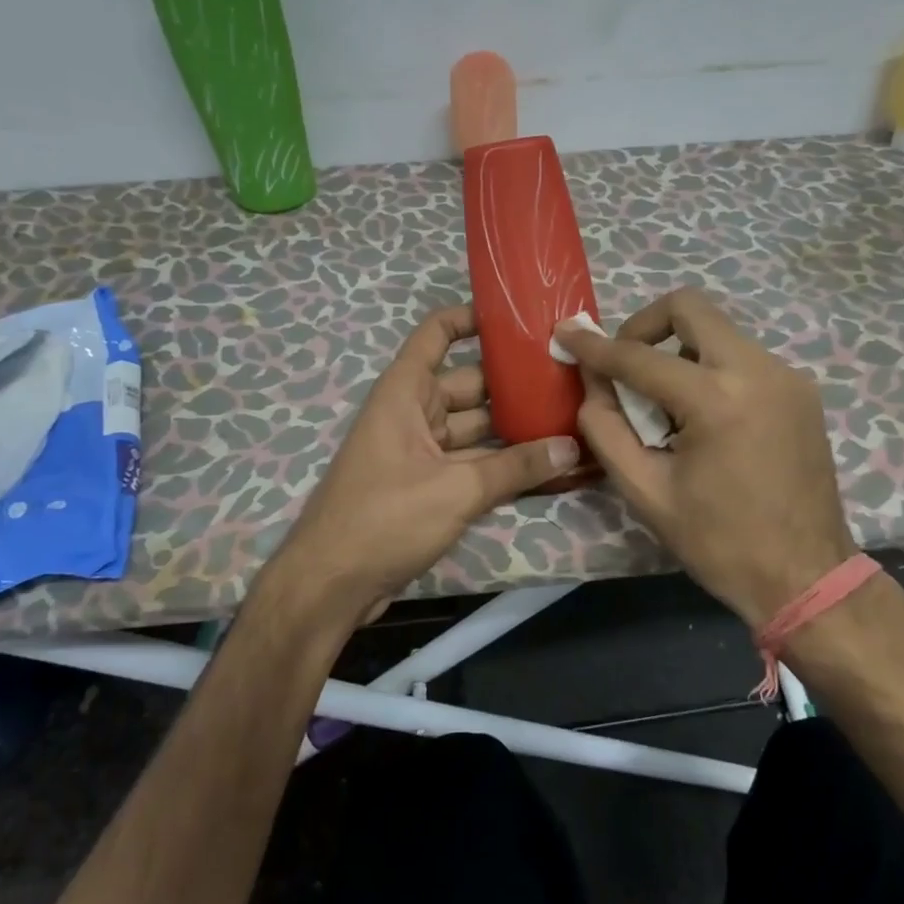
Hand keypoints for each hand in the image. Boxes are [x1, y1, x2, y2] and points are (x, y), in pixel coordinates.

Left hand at [268, 304, 580, 623]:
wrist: (330, 586)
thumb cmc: (384, 517)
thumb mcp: (456, 489)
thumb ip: (516, 467)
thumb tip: (572, 447)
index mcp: (406, 392)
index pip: (437, 333)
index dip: (472, 318)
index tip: (519, 318)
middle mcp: (414, 412)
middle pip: (471, 384)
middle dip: (515, 383)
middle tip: (570, 379)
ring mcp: (422, 451)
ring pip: (477, 428)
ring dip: (516, 430)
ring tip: (572, 422)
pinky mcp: (429, 486)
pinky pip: (473, 464)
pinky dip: (504, 466)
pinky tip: (548, 468)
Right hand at [554, 288, 853, 628]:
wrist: (806, 577)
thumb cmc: (719, 542)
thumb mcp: (646, 491)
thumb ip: (606, 428)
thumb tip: (591, 381)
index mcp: (717, 401)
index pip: (640, 357)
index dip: (595, 345)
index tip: (566, 333)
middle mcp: (758, 370)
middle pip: (690, 308)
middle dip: (644, 325)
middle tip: (624, 362)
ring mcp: (786, 376)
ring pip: (717, 330)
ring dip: (678, 350)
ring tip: (664, 402)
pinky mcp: (801, 389)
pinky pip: (742, 356)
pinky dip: (709, 368)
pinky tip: (701, 415)